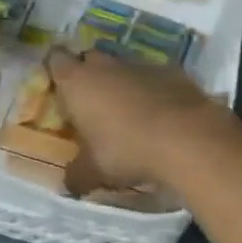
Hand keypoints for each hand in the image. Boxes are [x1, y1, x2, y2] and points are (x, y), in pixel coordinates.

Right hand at [45, 47, 239, 196]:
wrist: (185, 136)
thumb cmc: (126, 149)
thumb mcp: (93, 171)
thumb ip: (76, 174)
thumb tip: (68, 183)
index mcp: (77, 81)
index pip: (56, 60)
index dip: (56, 71)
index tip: (59, 88)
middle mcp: (105, 65)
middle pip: (89, 59)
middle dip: (88, 76)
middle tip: (90, 104)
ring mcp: (139, 64)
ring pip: (122, 68)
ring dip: (121, 84)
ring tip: (127, 114)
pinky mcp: (170, 71)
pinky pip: (152, 77)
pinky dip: (151, 91)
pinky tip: (159, 115)